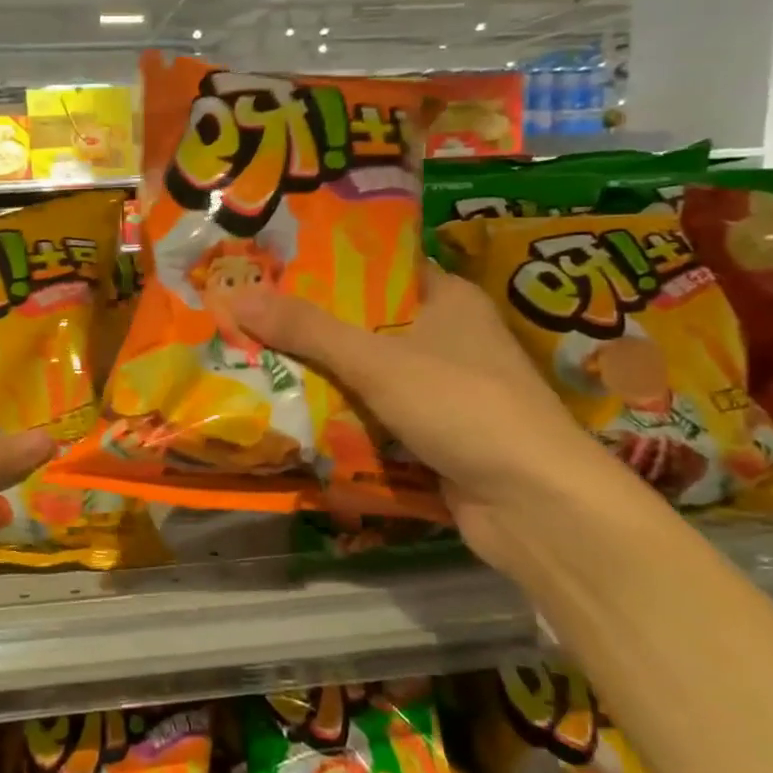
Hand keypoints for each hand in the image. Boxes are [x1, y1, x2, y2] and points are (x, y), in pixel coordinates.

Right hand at [232, 265, 631, 569]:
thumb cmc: (462, 406)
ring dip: (324, 375)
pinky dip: (344, 415)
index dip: (328, 266)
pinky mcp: (436, 434)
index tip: (274, 268)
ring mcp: (443, 389)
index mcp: (447, 298)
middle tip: (251, 316)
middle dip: (312, 326)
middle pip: (367, 322)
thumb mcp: (378, 360)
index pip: (380, 267)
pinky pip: (377, 414)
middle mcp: (448, 336)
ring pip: (369, 372)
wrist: (534, 505)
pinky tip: (295, 413)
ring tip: (257, 360)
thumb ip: (308, 330)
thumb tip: (238, 295)